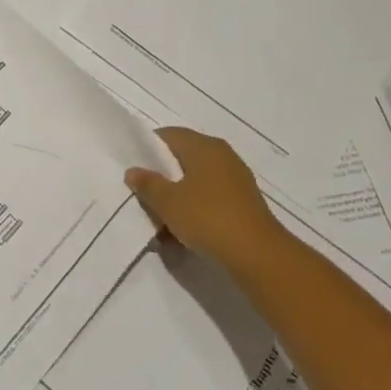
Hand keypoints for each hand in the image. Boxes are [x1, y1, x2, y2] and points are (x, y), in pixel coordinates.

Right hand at [125, 127, 292, 277]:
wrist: (257, 254)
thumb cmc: (207, 217)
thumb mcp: (168, 202)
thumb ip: (148, 184)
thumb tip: (133, 170)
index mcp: (203, 146)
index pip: (169, 135)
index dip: (148, 148)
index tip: (133, 167)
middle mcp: (221, 155)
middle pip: (183, 159)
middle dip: (162, 178)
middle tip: (143, 196)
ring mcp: (235, 179)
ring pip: (196, 182)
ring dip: (178, 199)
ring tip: (160, 223)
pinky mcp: (243, 202)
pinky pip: (211, 199)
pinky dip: (195, 210)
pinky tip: (183, 234)